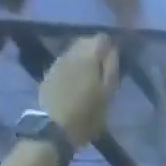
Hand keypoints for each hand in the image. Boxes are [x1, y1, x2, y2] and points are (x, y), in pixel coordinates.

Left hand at [37, 34, 119, 148]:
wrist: (54, 126)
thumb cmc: (85, 117)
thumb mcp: (106, 99)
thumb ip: (111, 72)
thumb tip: (113, 52)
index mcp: (90, 56)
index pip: (103, 39)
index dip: (109, 49)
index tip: (113, 63)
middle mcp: (74, 51)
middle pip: (87, 41)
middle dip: (95, 52)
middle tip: (101, 72)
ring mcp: (60, 59)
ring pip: (76, 51)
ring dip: (83, 60)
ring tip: (89, 78)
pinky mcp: (51, 70)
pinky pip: (66, 61)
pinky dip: (73, 67)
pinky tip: (75, 83)